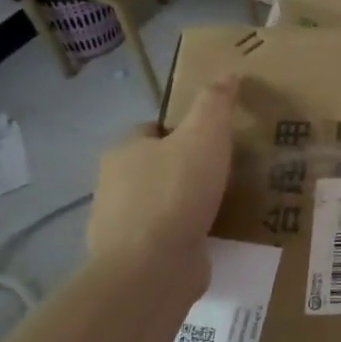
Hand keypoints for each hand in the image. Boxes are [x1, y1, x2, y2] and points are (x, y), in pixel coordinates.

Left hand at [85, 77, 239, 282]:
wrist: (151, 268)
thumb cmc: (176, 192)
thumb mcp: (205, 135)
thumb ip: (215, 104)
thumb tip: (227, 74)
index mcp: (124, 151)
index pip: (152, 130)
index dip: (181, 130)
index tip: (212, 140)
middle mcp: (113, 185)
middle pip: (153, 166)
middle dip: (183, 168)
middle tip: (222, 173)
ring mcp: (119, 226)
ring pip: (158, 203)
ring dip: (183, 205)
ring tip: (220, 206)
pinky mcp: (133, 259)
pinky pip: (163, 238)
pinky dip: (182, 236)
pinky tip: (208, 238)